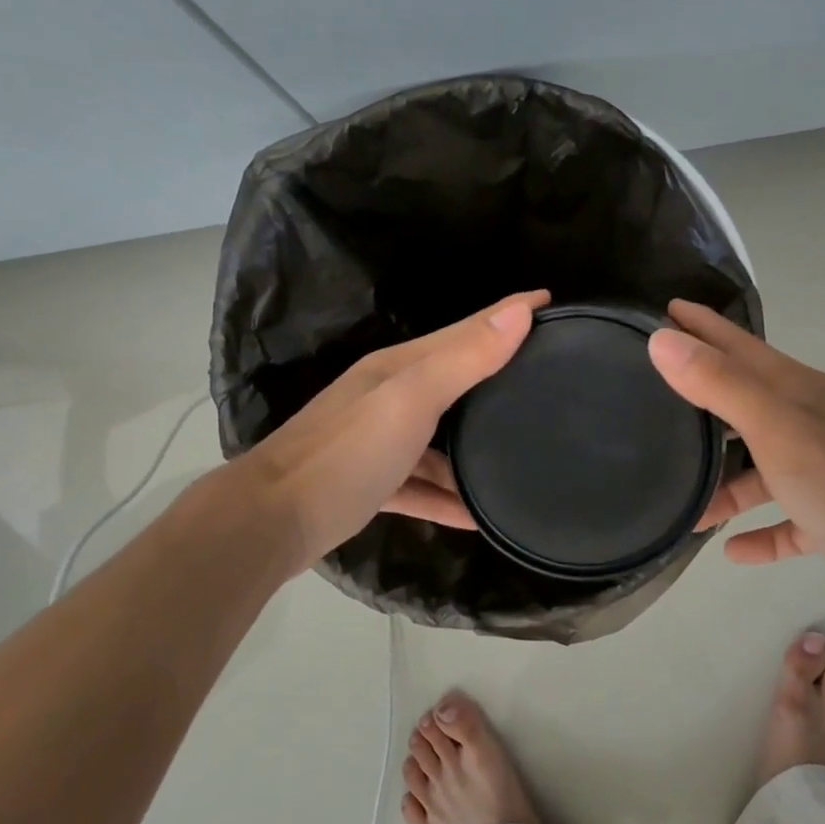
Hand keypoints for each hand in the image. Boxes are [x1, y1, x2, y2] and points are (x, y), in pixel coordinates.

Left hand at [232, 290, 547, 570]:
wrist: (271, 522)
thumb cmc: (347, 453)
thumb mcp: (411, 398)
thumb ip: (464, 358)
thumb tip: (520, 310)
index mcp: (400, 367)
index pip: (466, 329)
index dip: (509, 312)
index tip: (553, 302)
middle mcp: (390, 397)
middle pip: (456, 380)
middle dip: (499, 376)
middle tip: (548, 379)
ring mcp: (379, 442)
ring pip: (440, 438)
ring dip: (475, 449)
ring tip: (521, 458)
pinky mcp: (372, 484)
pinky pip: (422, 485)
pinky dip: (448, 497)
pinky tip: (476, 517)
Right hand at [649, 300, 824, 598]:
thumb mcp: (777, 429)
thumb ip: (720, 384)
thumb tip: (662, 340)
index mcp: (801, 392)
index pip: (741, 346)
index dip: (703, 327)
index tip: (665, 309)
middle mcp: (813, 423)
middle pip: (747, 403)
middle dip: (703, 399)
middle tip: (655, 396)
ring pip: (762, 468)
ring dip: (724, 483)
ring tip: (682, 501)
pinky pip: (787, 520)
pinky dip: (761, 531)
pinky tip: (733, 550)